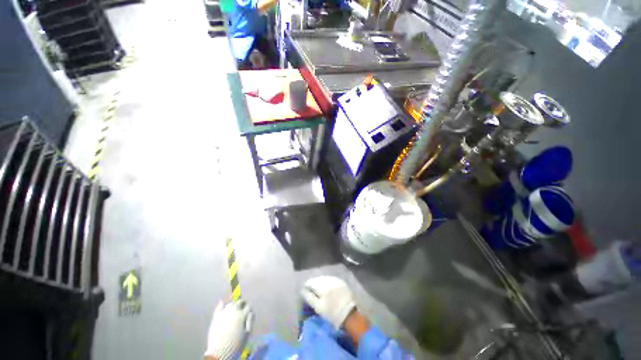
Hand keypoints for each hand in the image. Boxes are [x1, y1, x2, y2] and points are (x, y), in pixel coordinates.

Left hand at [204, 300, 252, 359]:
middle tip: (243, 307)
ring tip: (235, 307)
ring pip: (230, 304)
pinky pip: (219, 308)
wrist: (220, 352)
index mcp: (242, 315)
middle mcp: (234, 311)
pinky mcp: (216, 318)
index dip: (250, 309)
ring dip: (234, 304)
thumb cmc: (236, 344)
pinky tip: (222, 302)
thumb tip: (251, 312)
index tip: (250, 312)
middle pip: (240, 302)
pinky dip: (221, 304)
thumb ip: (250, 320)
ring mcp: (224, 313)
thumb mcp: (247, 333)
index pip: (248, 306)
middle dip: (243, 303)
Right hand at [301, 276, 355, 328]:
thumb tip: (302, 290)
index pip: (310, 281)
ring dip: (320, 283)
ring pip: (324, 278)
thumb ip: (309, 297)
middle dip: (314, 284)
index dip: (306, 287)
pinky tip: (328, 290)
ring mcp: (335, 279)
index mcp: (321, 285)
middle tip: (313, 293)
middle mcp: (328, 279)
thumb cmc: (332, 313)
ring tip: (320, 291)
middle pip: (317, 279)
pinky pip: (331, 280)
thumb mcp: (318, 307)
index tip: (306, 292)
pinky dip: (328, 283)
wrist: (350, 315)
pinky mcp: (341, 281)